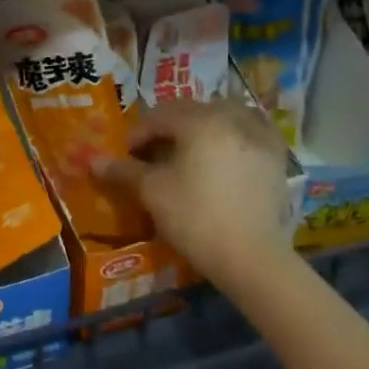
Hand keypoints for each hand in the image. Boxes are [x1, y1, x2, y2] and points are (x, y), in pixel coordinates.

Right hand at [96, 100, 295, 288]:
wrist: (252, 257)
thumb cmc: (195, 218)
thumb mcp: (152, 192)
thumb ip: (124, 171)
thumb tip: (93, 162)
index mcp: (199, 121)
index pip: (159, 116)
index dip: (138, 134)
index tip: (126, 155)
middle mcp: (231, 118)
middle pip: (191, 111)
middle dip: (168, 127)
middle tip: (152, 153)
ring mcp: (259, 135)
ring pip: (223, 115)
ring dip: (201, 125)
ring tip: (188, 150)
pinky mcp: (276, 157)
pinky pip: (250, 131)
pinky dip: (233, 134)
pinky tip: (225, 152)